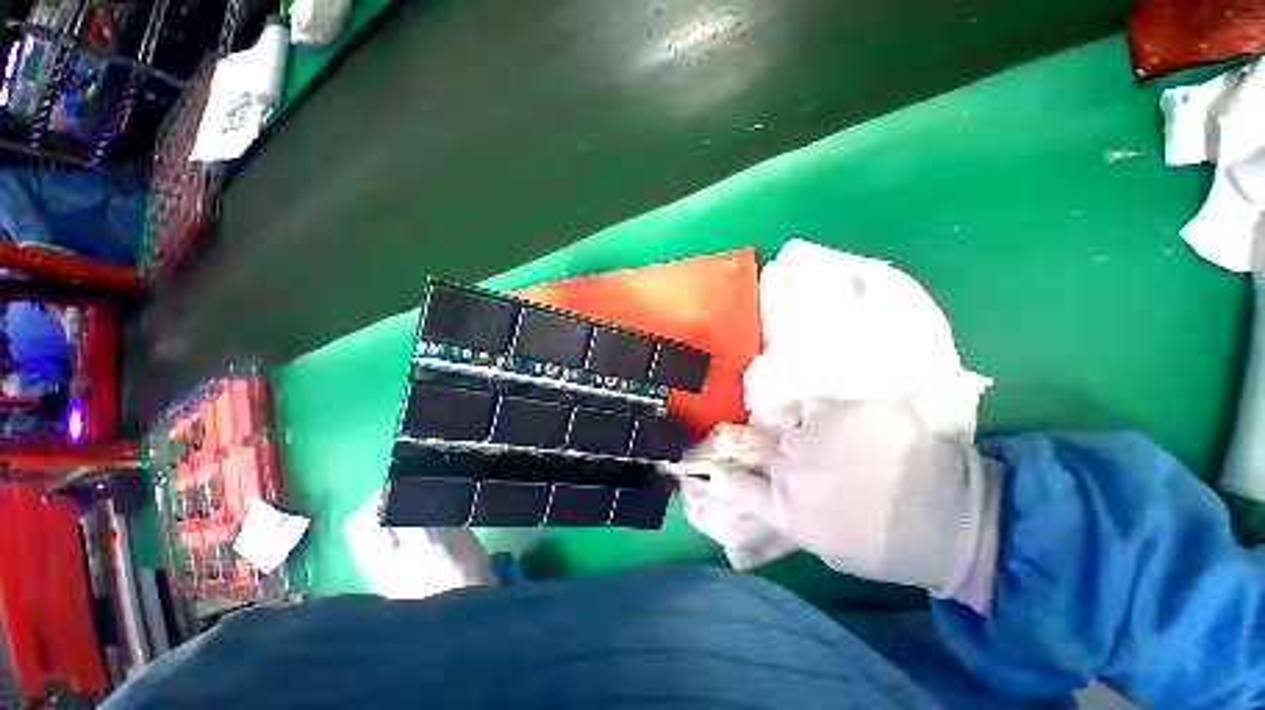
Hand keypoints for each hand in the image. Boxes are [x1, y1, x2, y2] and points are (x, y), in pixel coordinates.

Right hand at [728, 398, 1000, 610]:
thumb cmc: (889, 546)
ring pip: (777, 417)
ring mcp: (815, 437)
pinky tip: (825, 415)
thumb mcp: (827, 546)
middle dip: (760, 441)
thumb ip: (789, 515)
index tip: (724, 465)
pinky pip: (809, 402)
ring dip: (781, 421)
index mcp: (787, 509)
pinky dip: (810, 407)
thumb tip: (768, 492)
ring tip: (798, 424)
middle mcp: (791, 470)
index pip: (738, 484)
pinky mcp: (842, 411)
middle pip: (757, 444)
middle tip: (775, 440)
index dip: (727, 472)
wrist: (955, 520)